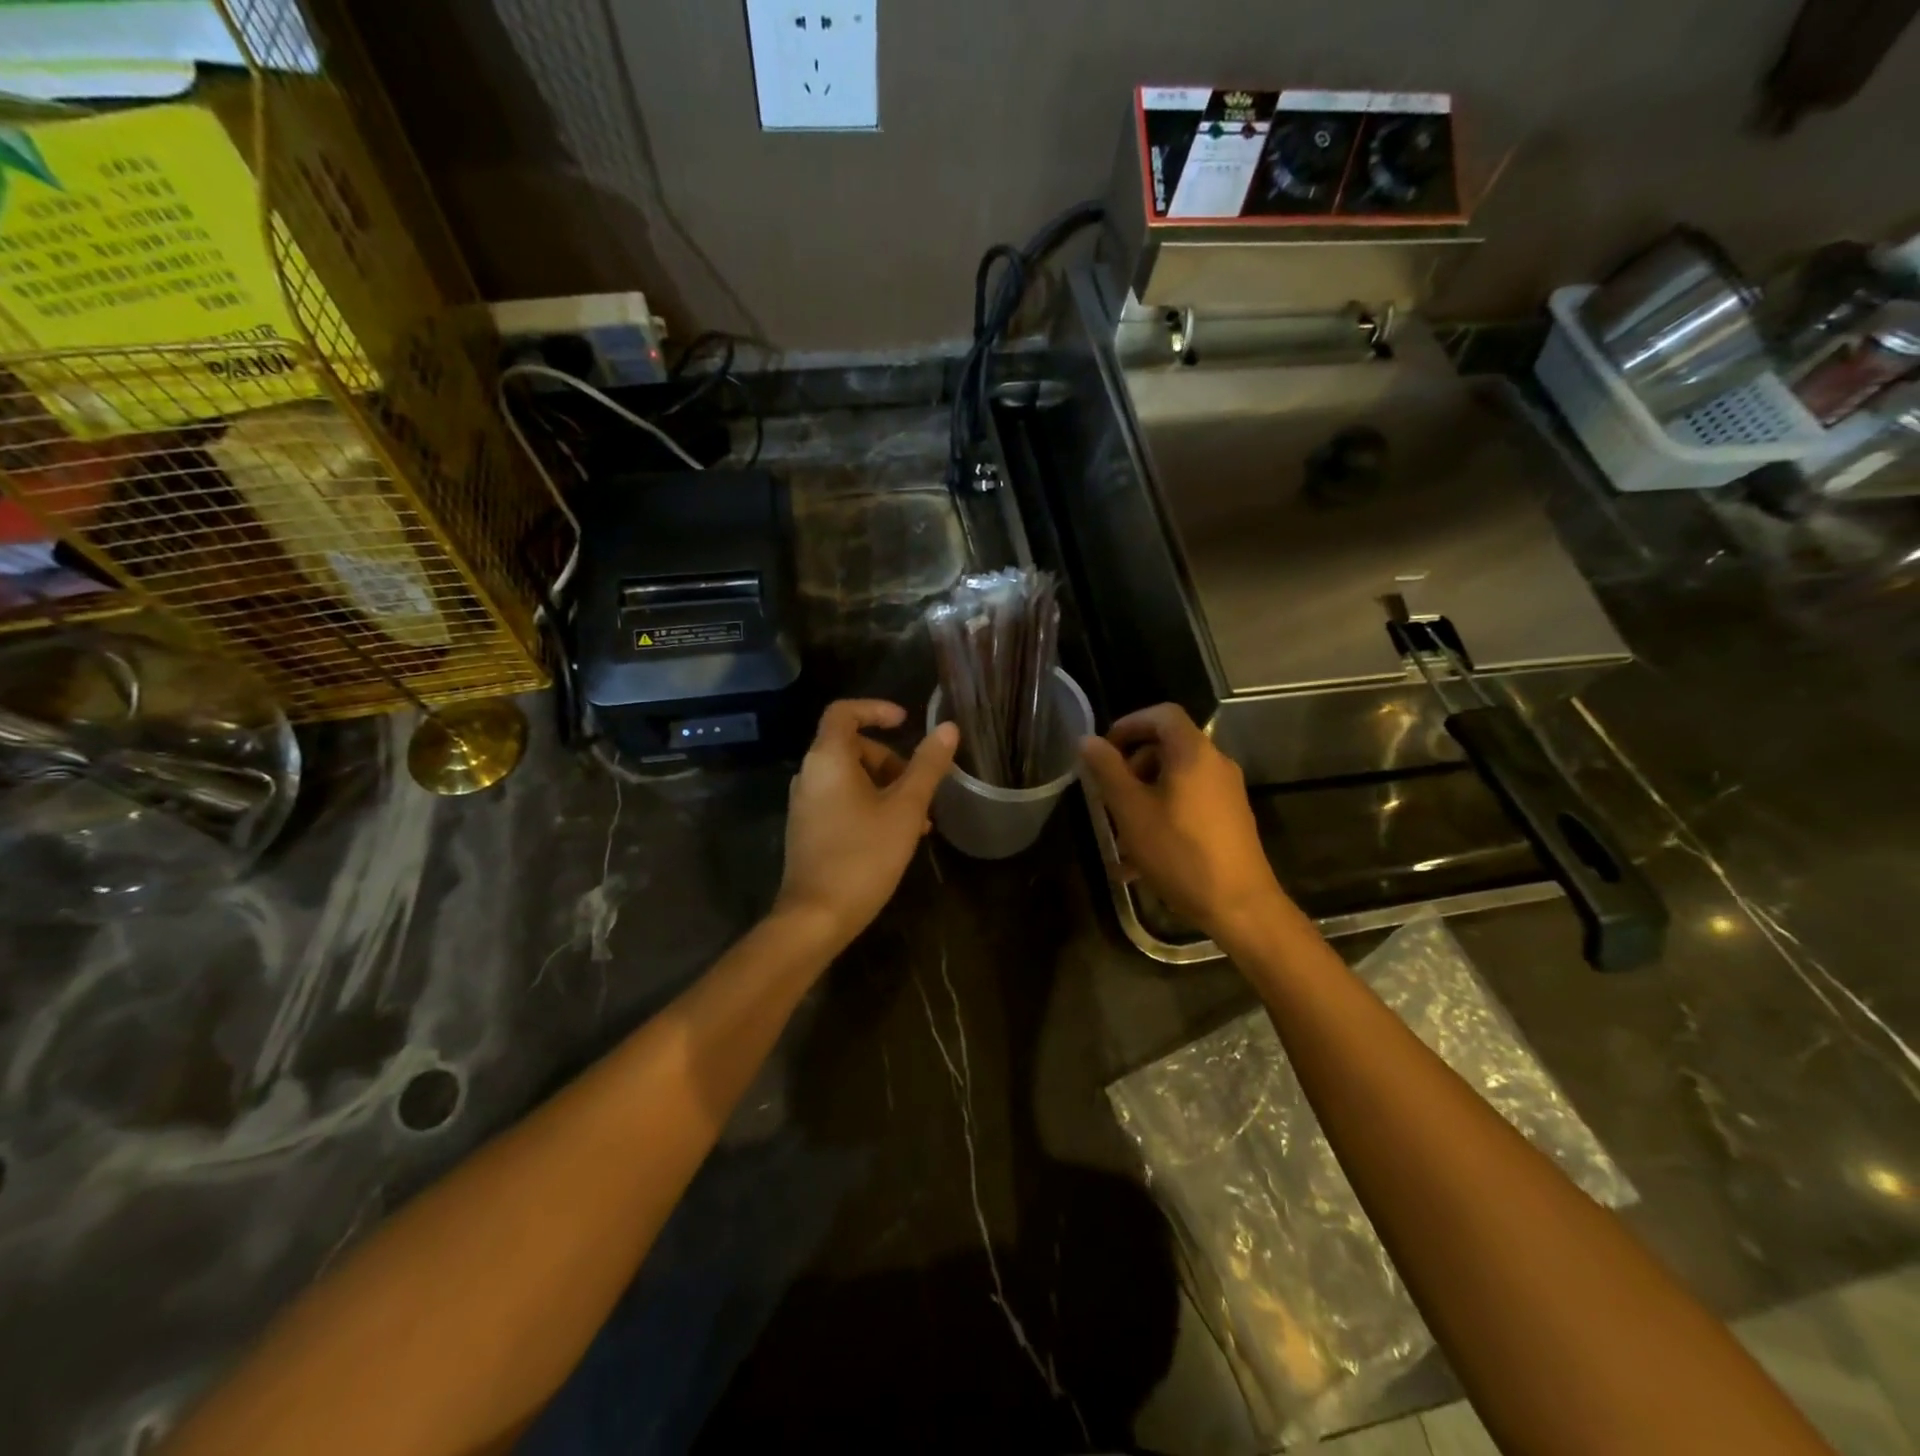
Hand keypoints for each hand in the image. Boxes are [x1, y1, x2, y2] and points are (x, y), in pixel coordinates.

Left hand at [774, 700, 958, 951]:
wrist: (816, 917)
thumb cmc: (864, 855)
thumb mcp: (906, 808)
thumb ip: (927, 766)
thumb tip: (947, 728)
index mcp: (827, 759)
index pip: (844, 712)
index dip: (876, 710)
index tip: (906, 722)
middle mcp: (809, 774)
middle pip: (851, 747)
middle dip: (890, 760)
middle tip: (919, 786)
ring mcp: (805, 804)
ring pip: (850, 778)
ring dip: (886, 787)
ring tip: (918, 819)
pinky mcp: (807, 829)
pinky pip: (841, 800)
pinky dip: (869, 805)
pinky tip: (896, 836)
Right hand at [1078, 704, 1292, 948]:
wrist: (1239, 905)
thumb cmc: (1179, 852)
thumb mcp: (1131, 811)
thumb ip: (1107, 770)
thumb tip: (1088, 740)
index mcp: (1193, 753)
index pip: (1162, 714)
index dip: (1129, 723)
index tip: (1104, 750)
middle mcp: (1215, 764)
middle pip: (1168, 747)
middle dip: (1132, 767)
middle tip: (1109, 796)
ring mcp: (1226, 793)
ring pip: (1175, 780)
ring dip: (1144, 796)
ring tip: (1121, 835)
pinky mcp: (1230, 819)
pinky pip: (1189, 803)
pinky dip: (1162, 815)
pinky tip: (1141, 859)